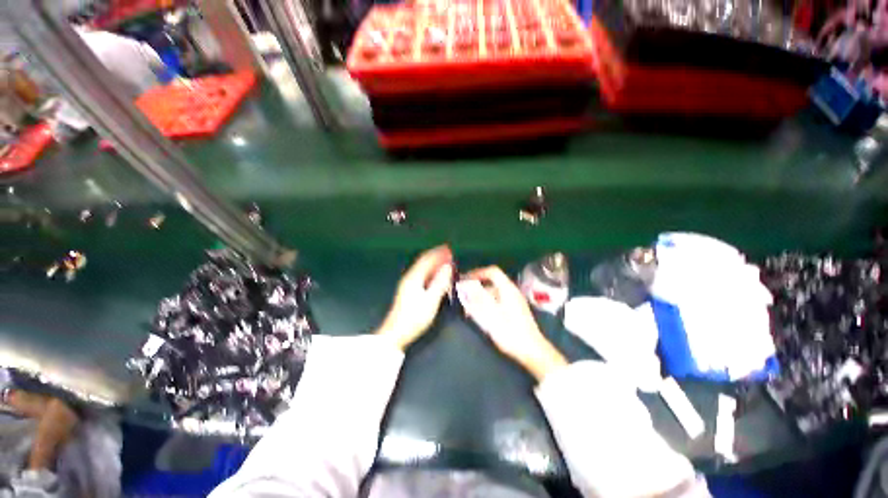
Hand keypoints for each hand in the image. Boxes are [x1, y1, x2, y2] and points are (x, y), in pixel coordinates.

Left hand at [376, 245, 453, 349]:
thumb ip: (440, 282)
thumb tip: (447, 267)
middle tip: (448, 253)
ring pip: (422, 268)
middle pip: (423, 262)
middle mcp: (409, 277)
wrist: (396, 333)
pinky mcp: (408, 291)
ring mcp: (407, 284)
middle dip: (436, 256)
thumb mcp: (431, 300)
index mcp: (414, 277)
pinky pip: (421, 275)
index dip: (438, 253)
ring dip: (433, 263)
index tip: (449, 249)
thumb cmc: (414, 317)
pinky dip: (430, 271)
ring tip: (444, 262)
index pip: (427, 260)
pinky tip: (435, 275)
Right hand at [458, 266, 566, 380]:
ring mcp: (514, 301)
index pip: (492, 272)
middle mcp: (512, 292)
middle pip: (492, 282)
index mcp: (508, 289)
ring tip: (468, 310)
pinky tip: (480, 316)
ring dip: (480, 298)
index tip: (465, 280)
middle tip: (464, 296)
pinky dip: (487, 304)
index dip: (478, 273)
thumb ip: (477, 299)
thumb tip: (465, 286)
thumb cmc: (511, 333)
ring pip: (493, 293)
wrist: (532, 351)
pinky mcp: (514, 310)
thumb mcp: (491, 316)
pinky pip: (497, 301)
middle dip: (476, 287)